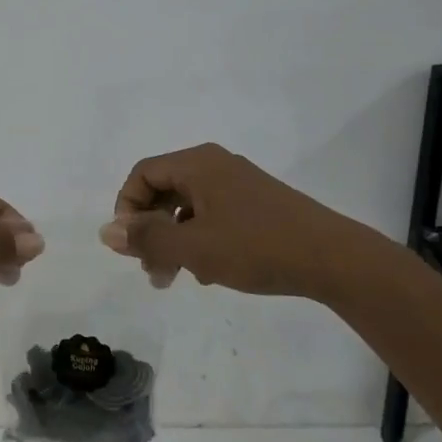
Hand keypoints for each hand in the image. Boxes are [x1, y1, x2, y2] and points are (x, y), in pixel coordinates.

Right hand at [98, 142, 383, 296]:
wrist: (335, 259)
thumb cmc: (257, 247)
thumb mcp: (194, 247)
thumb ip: (148, 239)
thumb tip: (106, 231)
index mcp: (197, 164)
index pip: (143, 174)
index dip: (127, 208)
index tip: (130, 247)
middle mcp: (215, 165)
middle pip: (164, 189)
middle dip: (151, 230)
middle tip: (152, 272)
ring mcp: (238, 183)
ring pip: (188, 207)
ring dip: (175, 240)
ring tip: (180, 278)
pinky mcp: (257, 204)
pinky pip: (213, 215)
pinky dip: (201, 240)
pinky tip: (211, 273)